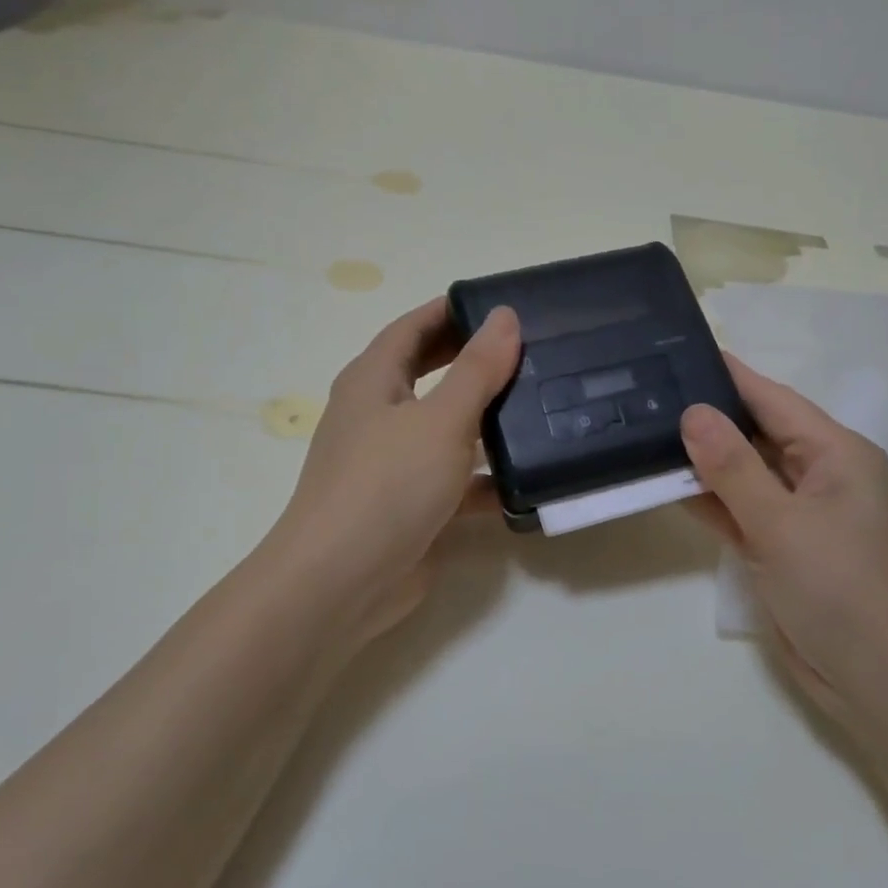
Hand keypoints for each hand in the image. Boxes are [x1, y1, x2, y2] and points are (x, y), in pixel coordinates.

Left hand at [268, 298, 519, 652]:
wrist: (343, 582)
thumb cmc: (387, 484)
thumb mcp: (441, 419)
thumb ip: (477, 369)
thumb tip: (505, 316)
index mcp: (374, 380)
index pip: (414, 327)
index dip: (453, 311)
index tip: (504, 305)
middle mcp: (380, 415)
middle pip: (433, 374)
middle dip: (477, 362)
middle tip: (533, 352)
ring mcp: (395, 463)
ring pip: (449, 429)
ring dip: (488, 421)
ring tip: (544, 407)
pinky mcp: (414, 506)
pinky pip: (457, 481)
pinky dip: (487, 479)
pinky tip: (530, 479)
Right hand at [682, 356, 887, 735]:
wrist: (885, 686)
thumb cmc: (844, 592)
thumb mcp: (783, 524)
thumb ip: (733, 468)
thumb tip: (693, 412)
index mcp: (837, 454)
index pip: (773, 399)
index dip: (728, 375)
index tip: (678, 351)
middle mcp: (821, 477)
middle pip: (757, 434)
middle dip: (707, 418)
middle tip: (647, 395)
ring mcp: (802, 517)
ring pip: (745, 476)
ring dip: (703, 464)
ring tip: (644, 433)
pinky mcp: (786, 551)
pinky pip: (743, 514)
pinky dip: (711, 503)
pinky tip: (668, 487)